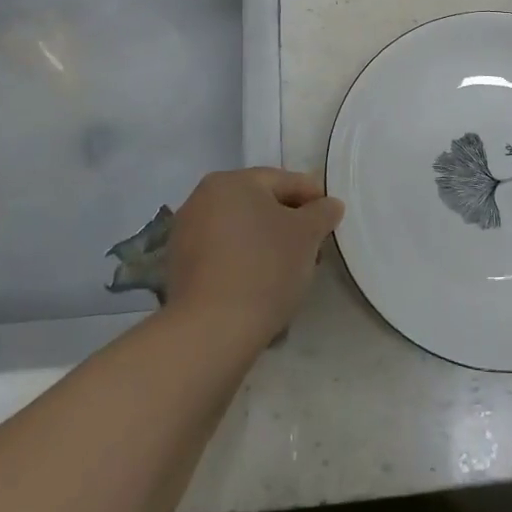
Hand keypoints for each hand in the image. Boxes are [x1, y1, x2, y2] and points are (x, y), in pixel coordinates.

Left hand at [166, 168, 343, 350]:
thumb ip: (322, 212)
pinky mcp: (179, 269)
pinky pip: (223, 256)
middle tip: (315, 247)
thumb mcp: (307, 234)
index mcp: (230, 181)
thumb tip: (329, 204)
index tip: (332, 218)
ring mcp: (185, 234)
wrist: (211, 330)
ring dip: (267, 244)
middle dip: (289, 223)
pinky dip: (244, 264)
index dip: (313, 197)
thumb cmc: (265, 267)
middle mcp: (202, 199)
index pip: (283, 180)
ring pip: (241, 231)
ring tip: (291, 271)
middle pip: (259, 205)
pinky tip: (262, 286)